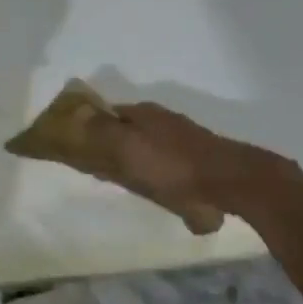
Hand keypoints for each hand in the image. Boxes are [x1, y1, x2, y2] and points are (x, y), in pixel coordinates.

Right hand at [74, 102, 299, 235]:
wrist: (228, 181)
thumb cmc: (172, 166)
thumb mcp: (128, 148)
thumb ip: (100, 132)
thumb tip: (74, 114)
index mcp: (143, 113)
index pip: (107, 113)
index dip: (90, 127)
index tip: (75, 146)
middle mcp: (162, 121)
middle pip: (127, 130)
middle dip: (111, 144)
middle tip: (99, 168)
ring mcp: (182, 140)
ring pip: (147, 146)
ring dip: (135, 159)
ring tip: (127, 182)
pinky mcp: (197, 160)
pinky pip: (165, 164)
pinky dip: (155, 173)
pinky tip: (158, 190)